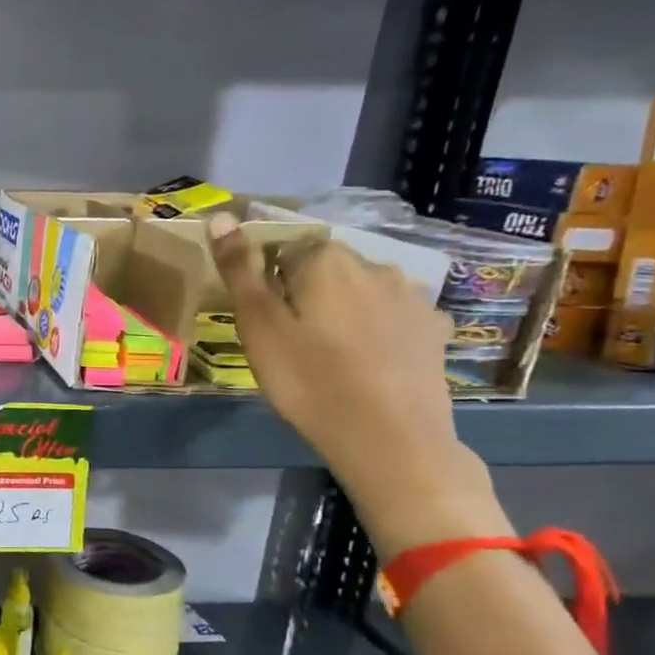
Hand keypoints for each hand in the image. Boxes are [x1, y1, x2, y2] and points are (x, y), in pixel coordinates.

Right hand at [206, 213, 509, 555]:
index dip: (268, 285)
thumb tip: (221, 215)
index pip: (283, 252)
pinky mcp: (434, 330)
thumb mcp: (258, 325)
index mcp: (326, 260)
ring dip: (342, 311)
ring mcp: (412, 297)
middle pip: (325, 270)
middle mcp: (375, 265)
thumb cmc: (308, 380)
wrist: (389, 439)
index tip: (265, 323)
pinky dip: (376, 332)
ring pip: (360, 293)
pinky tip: (367, 364)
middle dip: (306, 295)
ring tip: (329, 357)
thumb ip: (240, 269)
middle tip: (290, 343)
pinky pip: (392, 318)